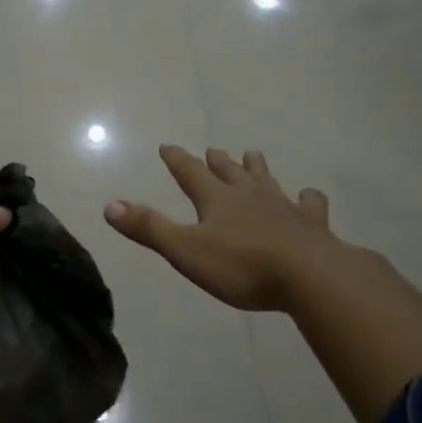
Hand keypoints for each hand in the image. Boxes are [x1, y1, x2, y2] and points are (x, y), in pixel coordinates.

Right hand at [106, 146, 346, 311]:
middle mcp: (249, 195)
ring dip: (256, 168)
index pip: (190, 173)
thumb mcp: (185, 250)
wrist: (310, 276)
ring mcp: (283, 206)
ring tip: (252, 156)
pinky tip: (308, 197)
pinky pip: (309, 205)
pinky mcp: (312, 224)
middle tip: (213, 150)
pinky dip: (307, 199)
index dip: (177, 160)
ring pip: (266, 180)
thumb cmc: (242, 266)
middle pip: (229, 171)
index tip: (167, 146)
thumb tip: (109, 205)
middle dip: (218, 161)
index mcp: (216, 199)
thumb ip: (149, 228)